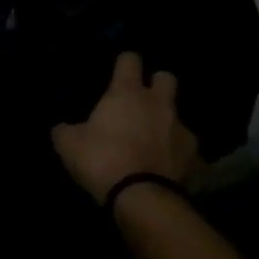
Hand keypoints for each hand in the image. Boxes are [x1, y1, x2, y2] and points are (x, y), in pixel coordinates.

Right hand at [52, 53, 200, 203]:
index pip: (130, 59)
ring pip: (178, 116)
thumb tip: (62, 128)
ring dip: (166, 124)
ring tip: (153, 142)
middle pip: (167, 78)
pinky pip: (186, 150)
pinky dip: (177, 156)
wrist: (143, 199)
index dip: (124, 62)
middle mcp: (159, 104)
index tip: (118, 70)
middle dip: (157, 84)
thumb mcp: (68, 144)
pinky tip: (165, 168)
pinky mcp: (195, 159)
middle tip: (141, 100)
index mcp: (127, 93)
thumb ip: (65, 130)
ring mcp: (182, 130)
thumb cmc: (102, 159)